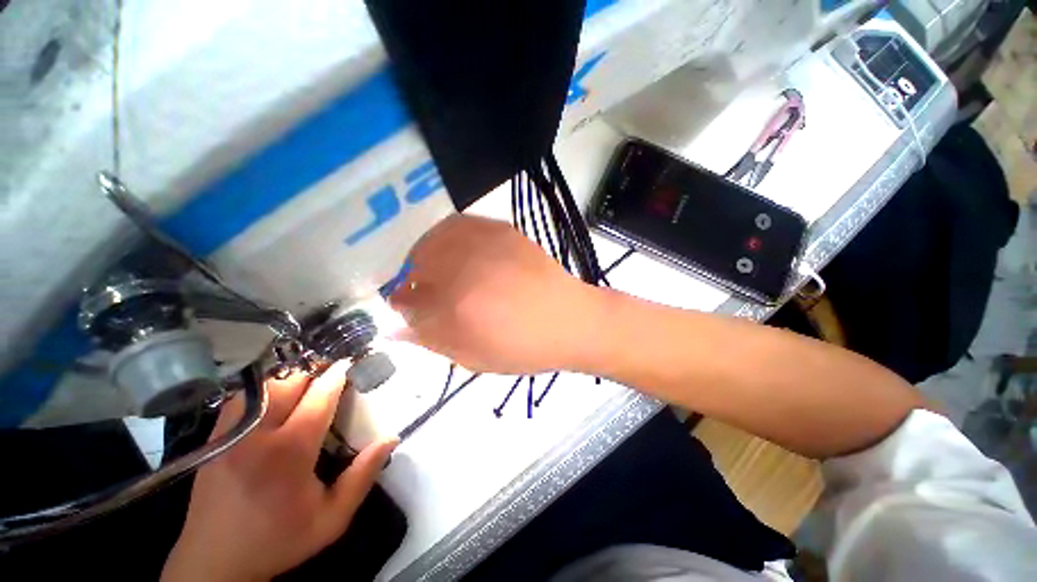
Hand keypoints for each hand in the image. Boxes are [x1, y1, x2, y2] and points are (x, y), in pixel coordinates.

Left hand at [161, 363, 398, 581]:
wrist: (214, 561)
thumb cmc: (279, 539)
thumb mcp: (332, 518)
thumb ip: (363, 476)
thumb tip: (391, 438)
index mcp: (290, 451)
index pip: (319, 396)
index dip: (338, 375)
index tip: (351, 364)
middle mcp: (258, 434)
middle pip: (290, 382)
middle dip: (315, 371)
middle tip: (332, 373)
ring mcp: (232, 433)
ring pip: (264, 385)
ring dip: (290, 378)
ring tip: (308, 383)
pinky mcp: (216, 437)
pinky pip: (243, 398)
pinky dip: (264, 389)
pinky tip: (276, 397)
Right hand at [390, 215, 603, 374]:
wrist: (569, 319)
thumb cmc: (523, 347)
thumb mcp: (473, 357)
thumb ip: (430, 340)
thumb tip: (396, 327)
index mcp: (456, 309)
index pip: (407, 303)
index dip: (402, 308)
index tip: (407, 310)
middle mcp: (465, 270)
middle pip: (415, 269)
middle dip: (413, 284)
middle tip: (425, 294)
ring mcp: (484, 244)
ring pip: (431, 242)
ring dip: (425, 258)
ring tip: (437, 271)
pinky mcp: (500, 230)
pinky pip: (457, 225)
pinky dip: (445, 237)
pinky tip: (455, 251)